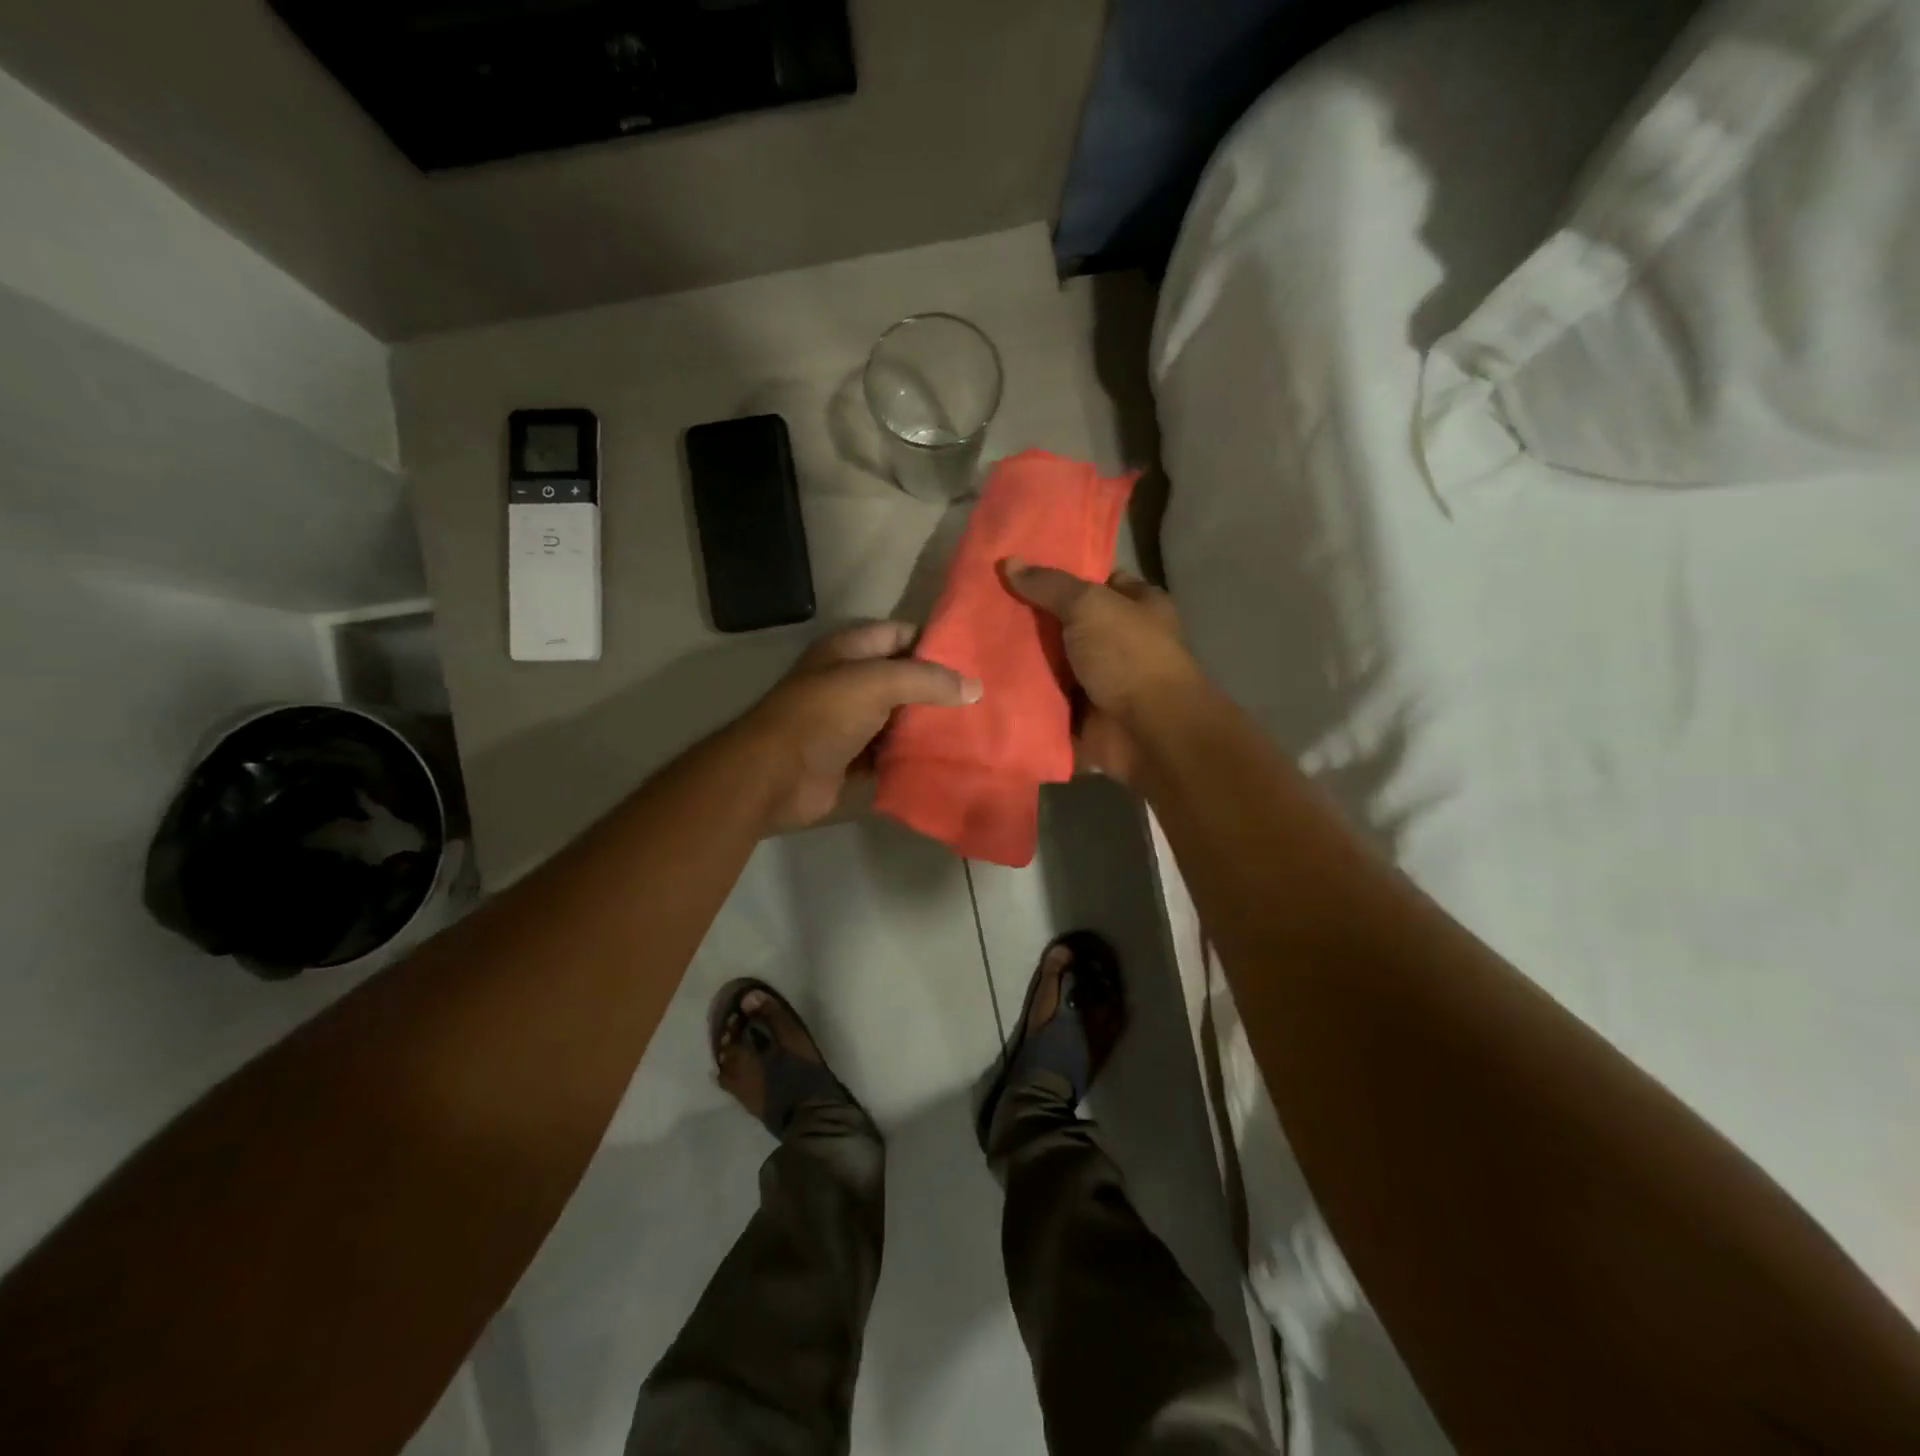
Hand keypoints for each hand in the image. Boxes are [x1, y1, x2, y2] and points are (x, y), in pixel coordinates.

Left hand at [737, 621, 980, 832]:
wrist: (774, 776)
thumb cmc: (821, 716)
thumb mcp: (876, 683)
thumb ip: (926, 680)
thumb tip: (975, 688)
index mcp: (849, 650)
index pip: (900, 634)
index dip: (935, 643)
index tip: (976, 658)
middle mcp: (850, 681)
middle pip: (904, 678)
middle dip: (939, 688)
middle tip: (984, 699)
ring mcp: (850, 722)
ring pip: (900, 718)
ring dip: (929, 725)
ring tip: (975, 729)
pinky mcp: (853, 759)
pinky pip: (891, 753)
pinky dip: (913, 756)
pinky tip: (947, 759)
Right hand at [1003, 559, 1199, 784]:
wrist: (1147, 731)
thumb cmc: (1128, 655)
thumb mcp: (1089, 606)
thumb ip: (1049, 585)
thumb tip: (1009, 562)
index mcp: (1138, 606)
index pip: (1099, 580)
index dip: (1063, 573)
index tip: (1019, 569)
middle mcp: (1122, 641)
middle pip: (1070, 622)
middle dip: (1034, 617)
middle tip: (986, 603)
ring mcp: (1102, 680)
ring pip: (1054, 662)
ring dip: (1023, 658)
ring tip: (975, 639)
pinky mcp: (1083, 714)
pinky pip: (1046, 698)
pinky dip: (1023, 694)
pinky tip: (984, 679)